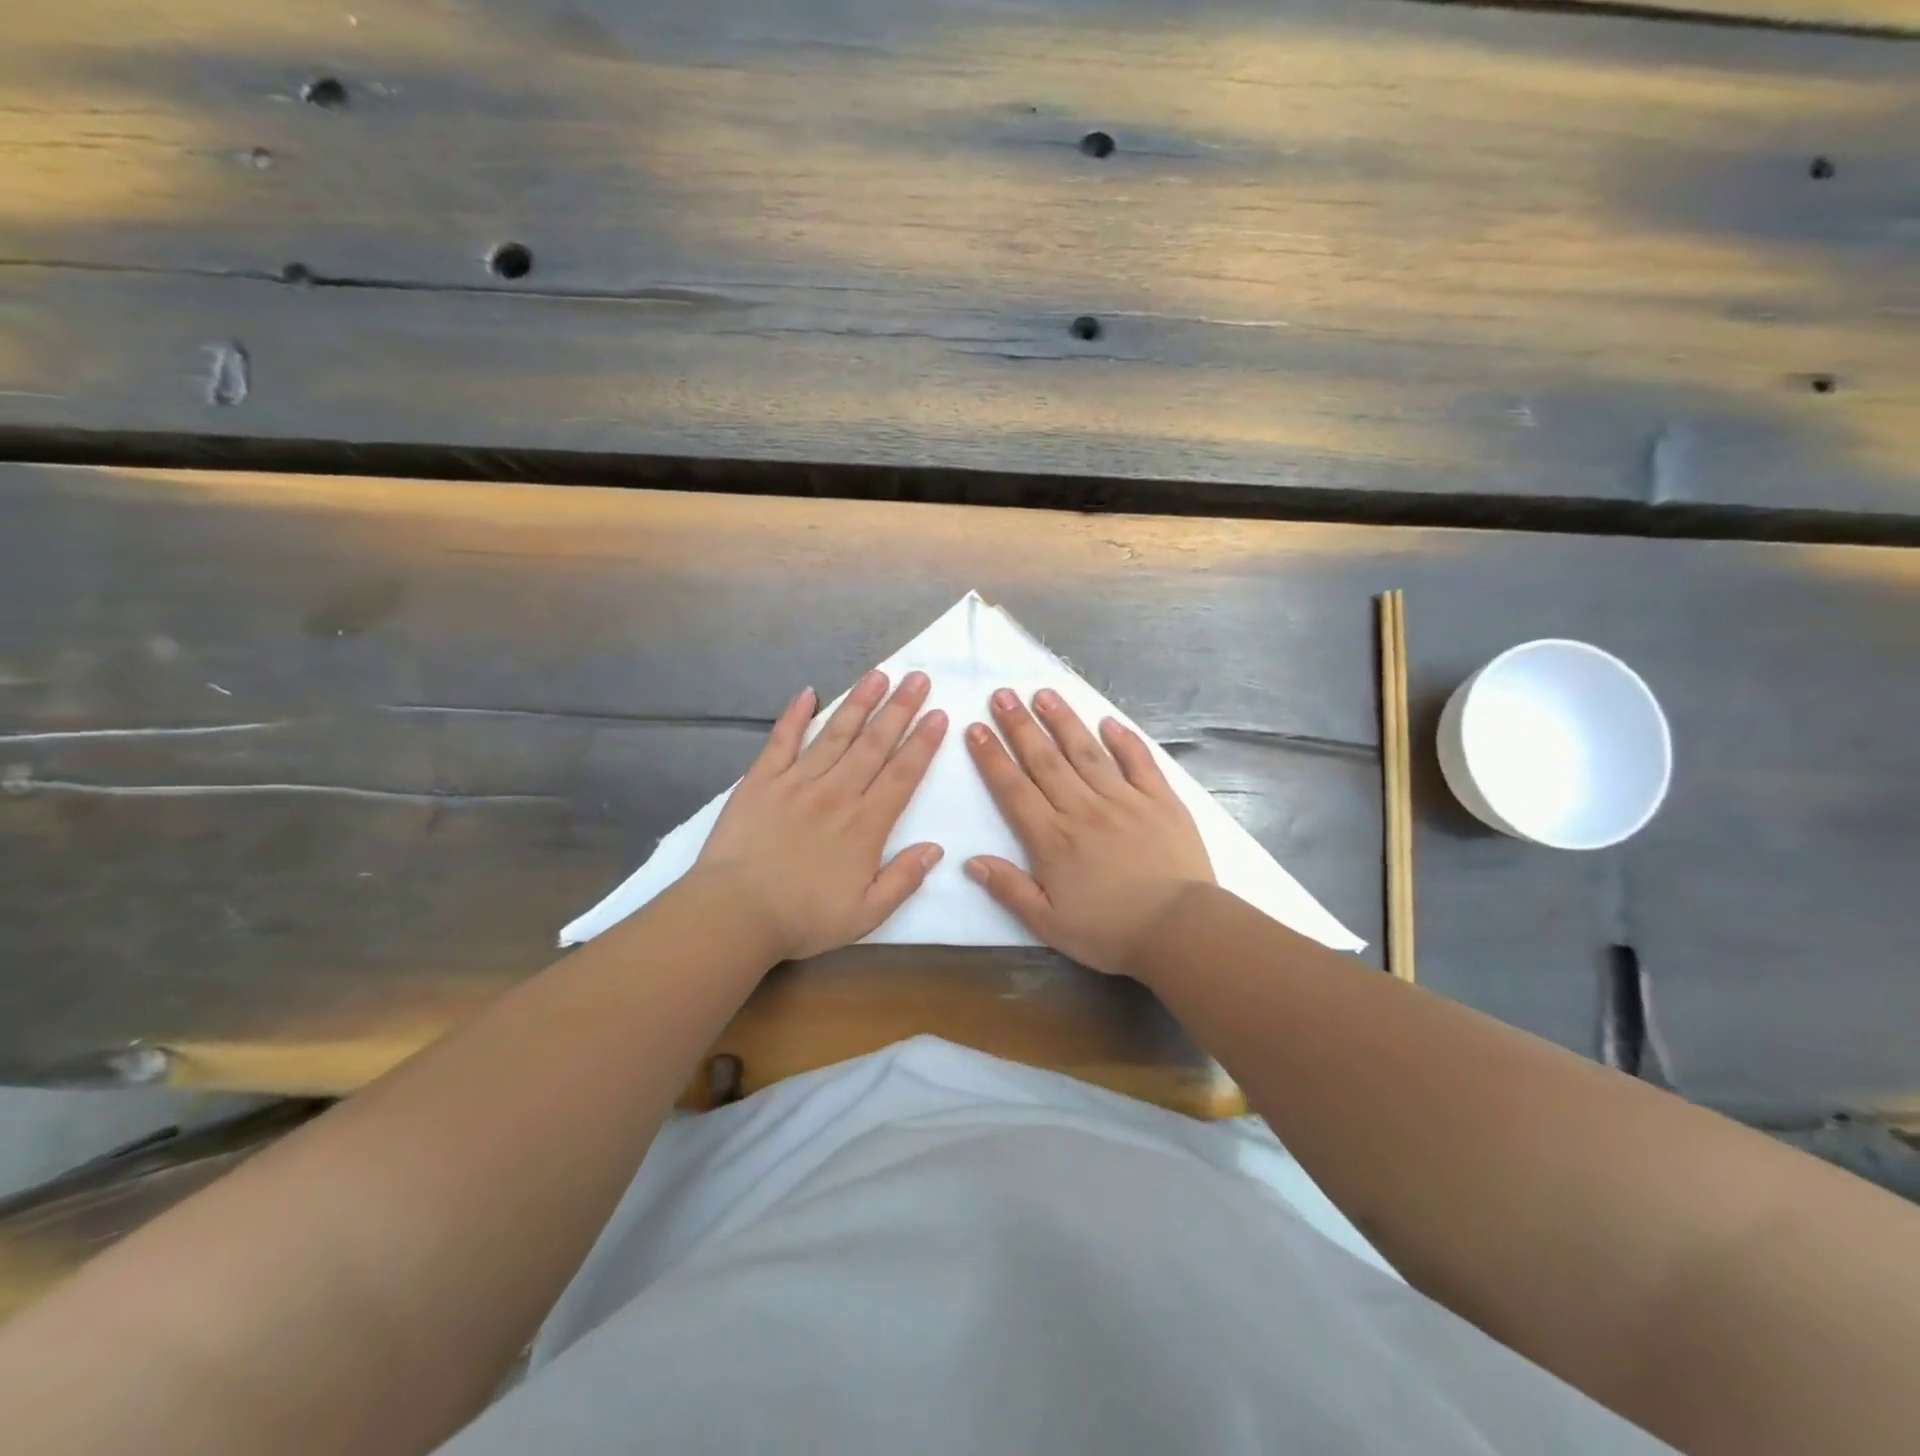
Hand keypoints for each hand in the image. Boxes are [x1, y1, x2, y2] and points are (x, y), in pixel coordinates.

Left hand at [696, 670, 947, 961]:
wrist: (735, 914)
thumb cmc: (803, 917)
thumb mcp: (866, 914)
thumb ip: (904, 880)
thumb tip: (935, 848)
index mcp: (865, 825)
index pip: (902, 774)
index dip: (923, 743)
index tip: (938, 714)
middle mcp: (837, 793)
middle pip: (875, 744)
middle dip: (900, 708)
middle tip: (918, 678)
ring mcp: (798, 781)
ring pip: (836, 733)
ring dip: (860, 702)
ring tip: (879, 675)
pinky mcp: (762, 780)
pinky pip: (782, 740)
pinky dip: (795, 715)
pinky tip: (808, 692)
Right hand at [964, 687, 1212, 977]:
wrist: (1180, 931)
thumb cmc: (1110, 932)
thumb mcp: (1048, 924)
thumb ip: (1009, 889)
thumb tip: (971, 860)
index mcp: (1053, 838)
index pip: (1013, 789)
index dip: (992, 757)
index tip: (975, 728)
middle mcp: (1083, 809)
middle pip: (1045, 760)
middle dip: (1020, 725)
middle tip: (1002, 695)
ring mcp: (1124, 800)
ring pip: (1086, 752)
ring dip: (1063, 721)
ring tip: (1044, 693)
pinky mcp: (1160, 801)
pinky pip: (1139, 762)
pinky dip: (1124, 740)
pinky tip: (1108, 722)